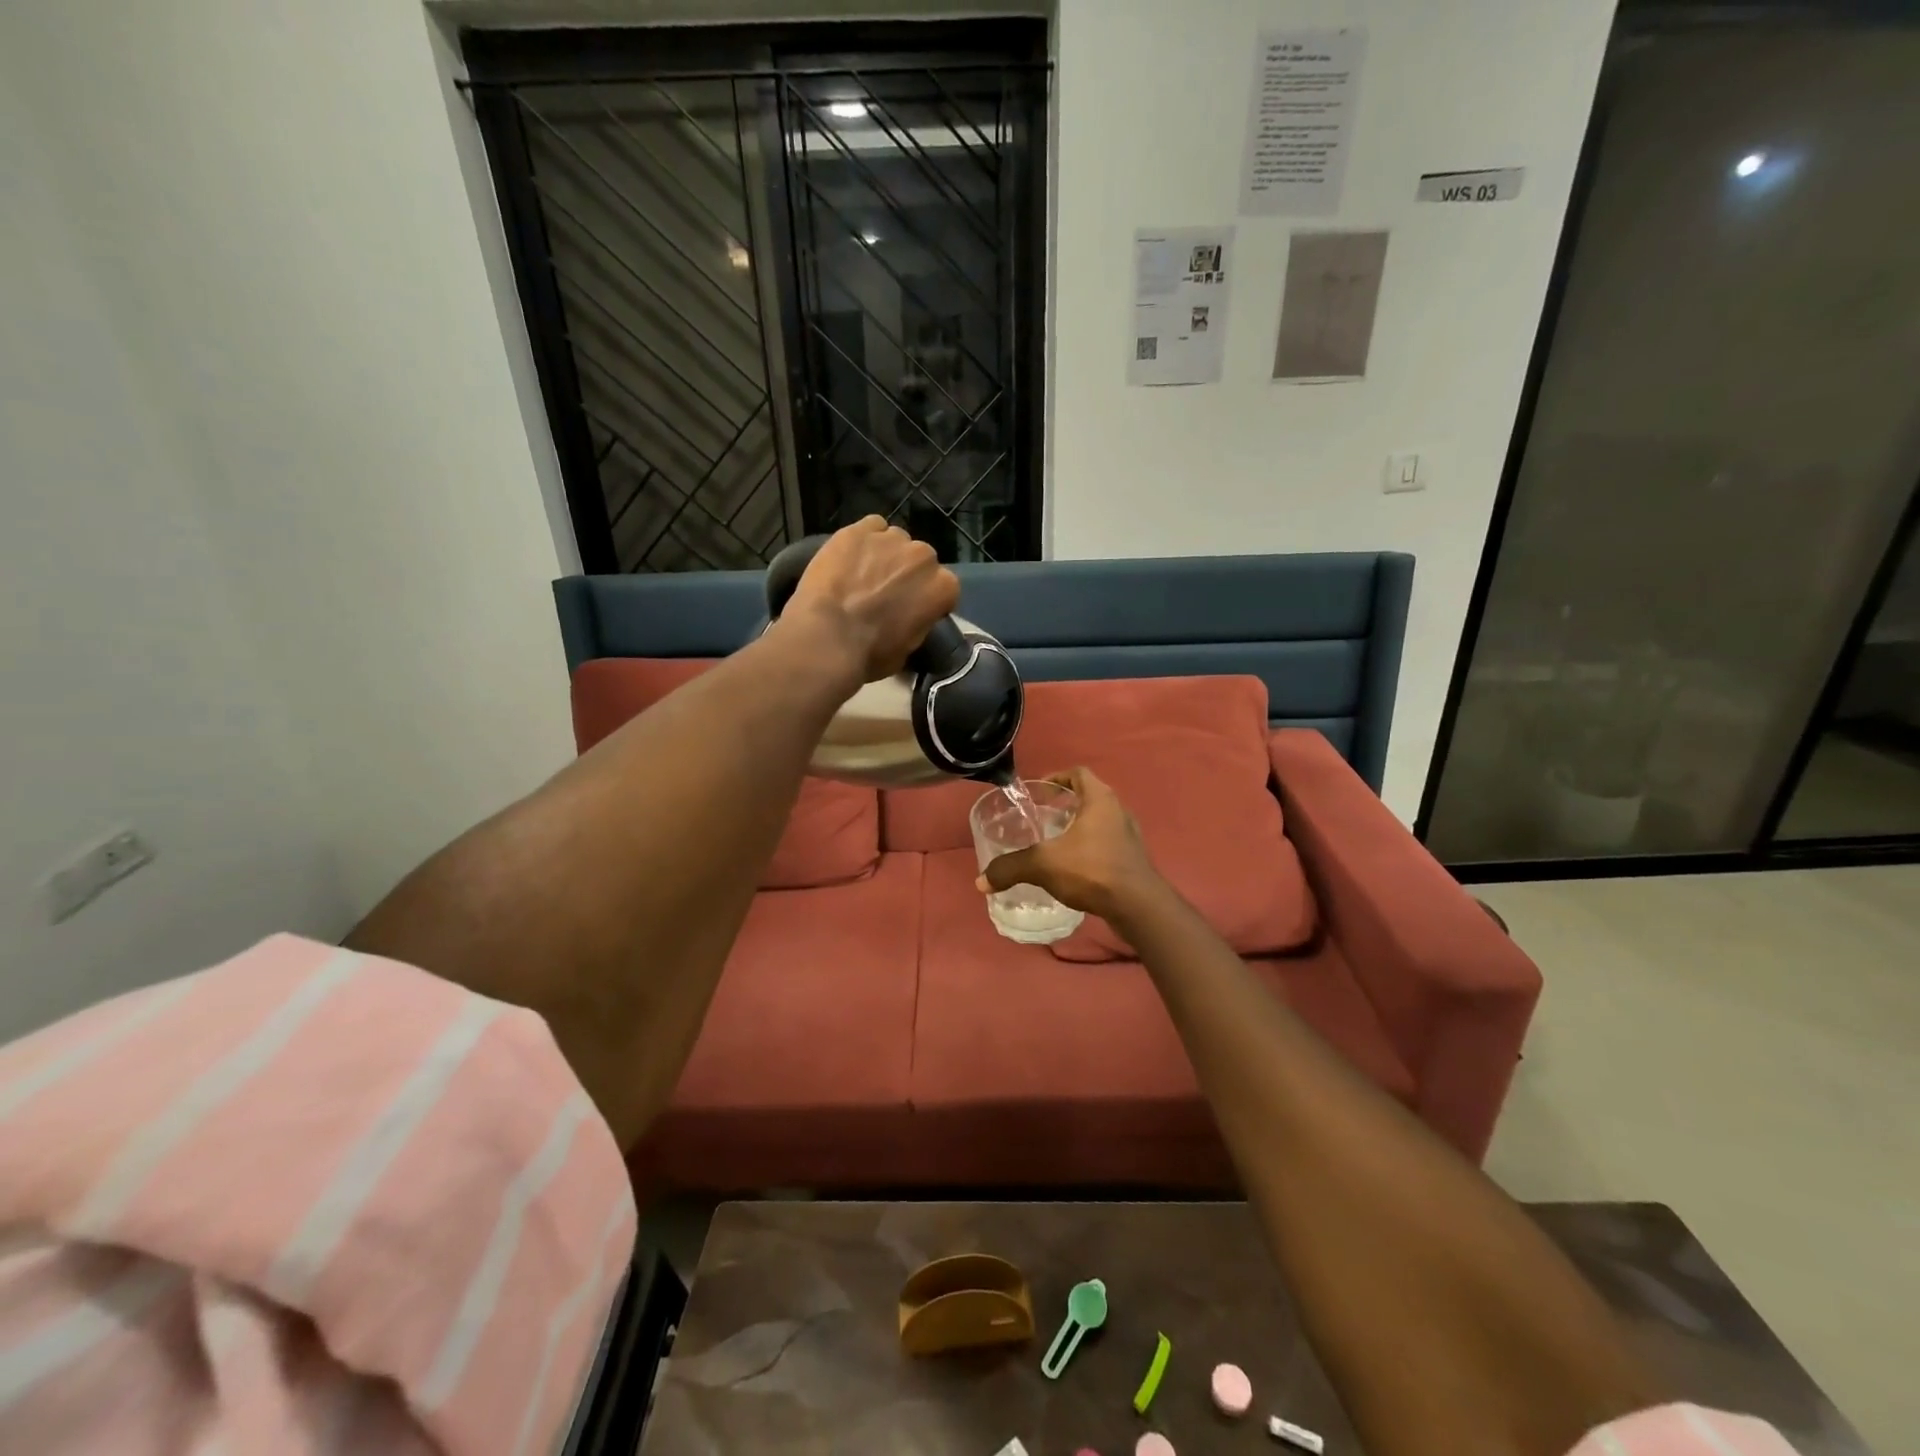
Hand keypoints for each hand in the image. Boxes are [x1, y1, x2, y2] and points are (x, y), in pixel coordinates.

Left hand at [785, 517, 960, 682]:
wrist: (827, 637)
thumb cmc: (871, 653)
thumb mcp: (908, 649)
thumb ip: (918, 623)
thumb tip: (911, 617)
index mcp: (943, 587)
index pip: (943, 587)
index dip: (926, 599)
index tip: (911, 610)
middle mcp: (924, 556)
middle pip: (920, 561)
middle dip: (907, 574)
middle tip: (884, 594)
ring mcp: (891, 539)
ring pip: (894, 541)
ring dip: (884, 555)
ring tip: (862, 575)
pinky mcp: (859, 529)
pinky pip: (869, 528)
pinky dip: (862, 541)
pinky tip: (848, 558)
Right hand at [976, 767, 1162, 923]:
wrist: (1138, 906)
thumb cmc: (1092, 870)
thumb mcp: (1043, 865)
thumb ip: (1011, 868)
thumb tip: (980, 881)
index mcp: (1100, 799)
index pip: (1078, 773)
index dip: (1057, 778)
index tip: (1038, 793)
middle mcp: (1118, 810)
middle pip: (1090, 796)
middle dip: (1066, 804)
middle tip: (1042, 817)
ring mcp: (1129, 835)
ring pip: (1100, 822)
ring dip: (1079, 827)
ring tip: (1055, 843)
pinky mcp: (1133, 859)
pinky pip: (1107, 844)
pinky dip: (1090, 848)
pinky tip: (1074, 867)